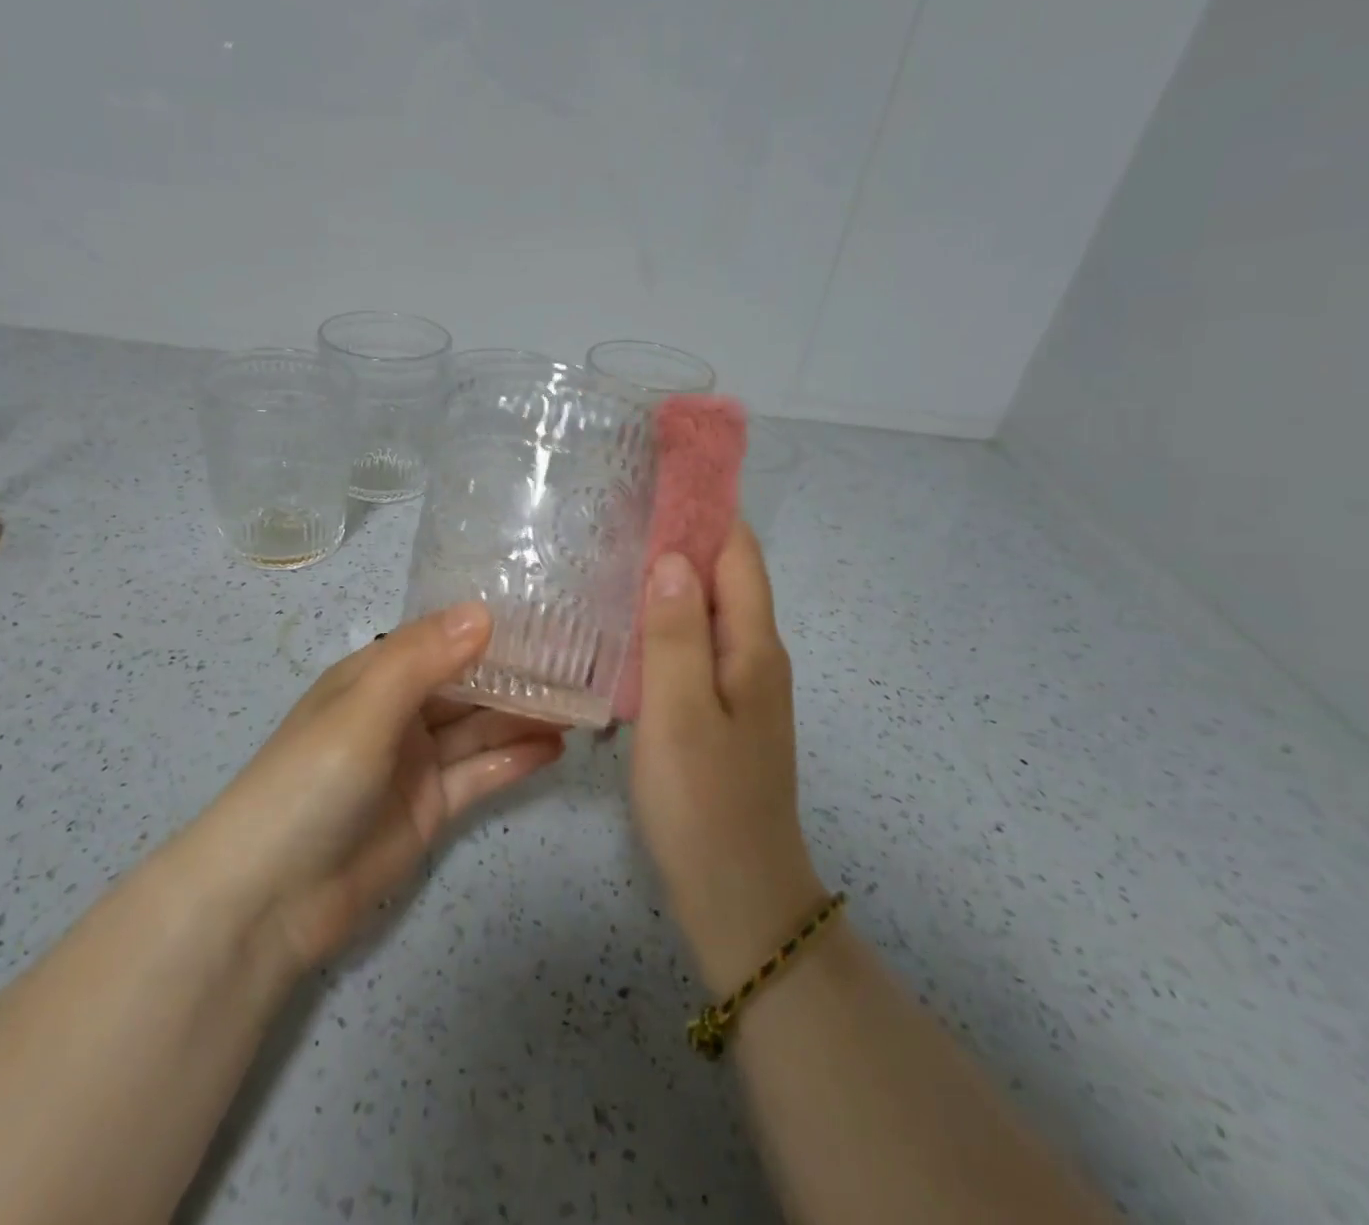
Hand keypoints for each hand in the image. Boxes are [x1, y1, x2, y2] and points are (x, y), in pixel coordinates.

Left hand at [188, 604, 564, 970]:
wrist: (269, 899)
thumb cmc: (309, 783)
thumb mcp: (363, 709)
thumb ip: (423, 660)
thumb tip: (484, 611)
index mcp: (374, 676)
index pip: (442, 640)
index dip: (489, 628)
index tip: (548, 615)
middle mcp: (398, 712)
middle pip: (468, 685)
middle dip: (518, 674)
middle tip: (581, 663)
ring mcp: (416, 763)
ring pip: (480, 728)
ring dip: (525, 716)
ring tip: (583, 702)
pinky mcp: (431, 808)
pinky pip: (480, 774)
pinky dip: (515, 759)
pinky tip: (556, 747)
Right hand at [629, 523, 825, 988]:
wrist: (738, 897)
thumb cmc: (705, 803)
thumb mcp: (680, 713)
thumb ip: (676, 632)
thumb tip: (673, 556)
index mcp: (753, 646)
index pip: (737, 551)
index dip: (707, 506)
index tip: (660, 471)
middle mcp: (754, 654)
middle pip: (724, 574)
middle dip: (683, 533)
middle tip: (619, 507)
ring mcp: (738, 684)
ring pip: (707, 608)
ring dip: (671, 574)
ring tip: (613, 549)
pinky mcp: (718, 709)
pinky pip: (694, 642)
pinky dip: (665, 616)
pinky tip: (625, 619)